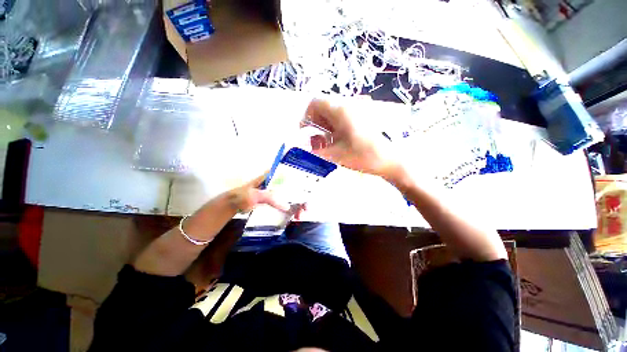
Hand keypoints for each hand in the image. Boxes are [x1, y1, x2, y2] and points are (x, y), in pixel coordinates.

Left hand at [226, 174, 307, 218]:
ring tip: (301, 215)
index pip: (291, 174)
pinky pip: (288, 203)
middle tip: (307, 207)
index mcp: (273, 176)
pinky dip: (294, 209)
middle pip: (296, 187)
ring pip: (293, 196)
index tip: (310, 187)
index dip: (302, 178)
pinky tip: (296, 216)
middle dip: (303, 196)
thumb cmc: (242, 196)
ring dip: (300, 204)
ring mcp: (277, 192)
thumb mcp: (254, 195)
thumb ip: (270, 198)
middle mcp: (278, 182)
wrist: (233, 206)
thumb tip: (287, 206)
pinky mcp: (276, 200)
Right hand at [305, 98, 400, 178]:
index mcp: (340, 110)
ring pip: (334, 112)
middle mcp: (349, 104)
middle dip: (316, 123)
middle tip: (316, 140)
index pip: (315, 103)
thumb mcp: (335, 154)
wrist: (389, 160)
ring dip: (326, 125)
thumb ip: (315, 149)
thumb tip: (302, 145)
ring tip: (327, 142)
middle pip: (324, 107)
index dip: (306, 116)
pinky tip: (338, 139)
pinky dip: (336, 126)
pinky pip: (344, 116)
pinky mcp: (364, 115)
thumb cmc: (362, 156)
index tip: (305, 132)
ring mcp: (358, 108)